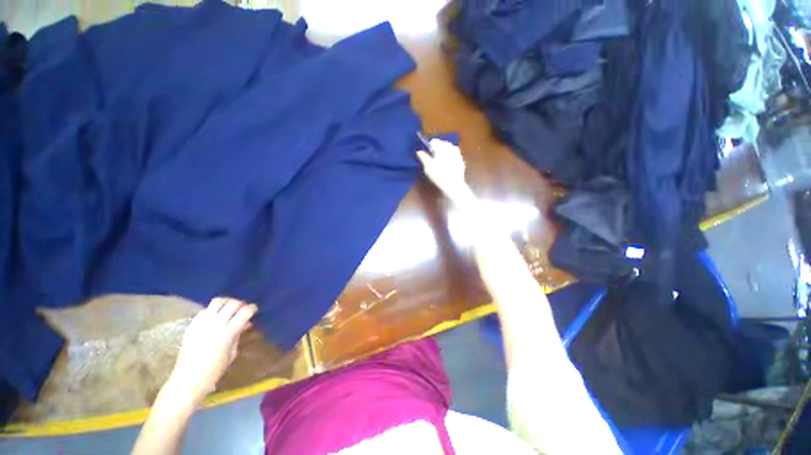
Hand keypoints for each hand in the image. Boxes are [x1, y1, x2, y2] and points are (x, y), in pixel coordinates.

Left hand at [164, 298, 256, 406]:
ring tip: (230, 308)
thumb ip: (238, 335)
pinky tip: (216, 316)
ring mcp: (202, 323)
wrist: (187, 380)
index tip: (254, 310)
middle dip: (241, 304)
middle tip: (243, 309)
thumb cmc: (214, 370)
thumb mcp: (232, 353)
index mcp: (228, 333)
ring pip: (217, 301)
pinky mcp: (192, 325)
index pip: (244, 312)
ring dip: (227, 302)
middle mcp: (215, 324)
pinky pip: (205, 310)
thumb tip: (246, 323)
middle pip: (232, 304)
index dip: (252, 308)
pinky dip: (213, 309)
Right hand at [417, 139, 471, 203]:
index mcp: (443, 147)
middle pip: (443, 144)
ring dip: (444, 152)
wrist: (454, 185)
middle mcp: (451, 148)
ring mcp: (458, 154)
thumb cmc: (439, 174)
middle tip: (432, 157)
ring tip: (439, 160)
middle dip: (437, 148)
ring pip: (449, 149)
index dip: (429, 146)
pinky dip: (450, 157)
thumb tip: (419, 151)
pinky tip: (447, 165)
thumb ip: (423, 157)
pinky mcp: (461, 161)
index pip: (434, 141)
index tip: (426, 152)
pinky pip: (454, 156)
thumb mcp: (428, 166)